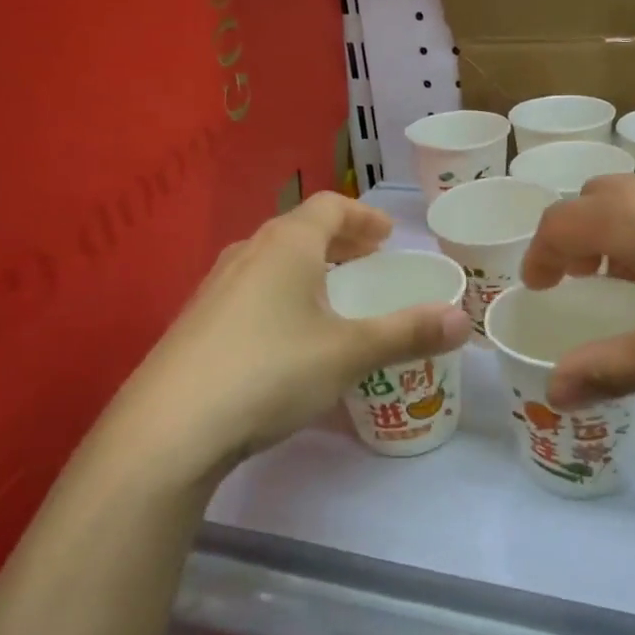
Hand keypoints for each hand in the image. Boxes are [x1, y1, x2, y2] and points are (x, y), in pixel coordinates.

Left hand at [114, 193, 471, 480]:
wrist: (170, 428)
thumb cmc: (270, 371)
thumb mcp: (349, 353)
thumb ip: (407, 333)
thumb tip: (464, 320)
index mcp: (285, 246)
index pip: (329, 207)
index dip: (364, 216)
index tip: (388, 235)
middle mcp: (247, 254)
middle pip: (299, 230)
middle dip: (339, 241)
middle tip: (369, 261)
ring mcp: (215, 287)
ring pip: (272, 261)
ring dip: (308, 267)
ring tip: (332, 295)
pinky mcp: (197, 323)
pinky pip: (251, 290)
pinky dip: (282, 294)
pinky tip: (288, 335)